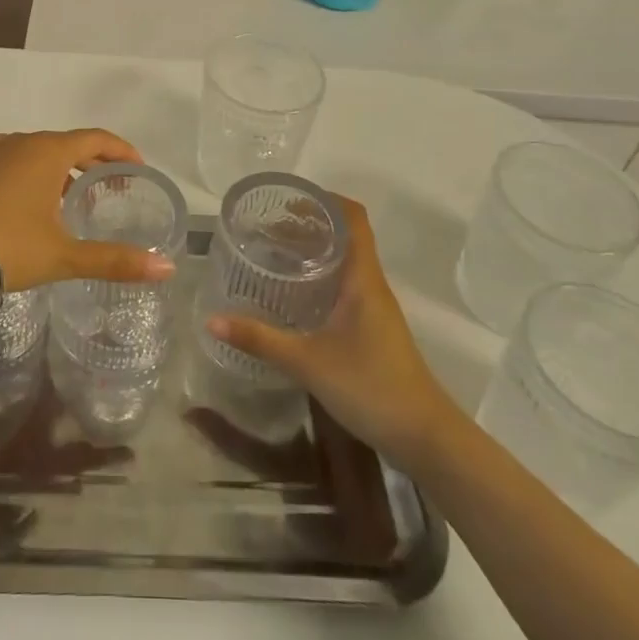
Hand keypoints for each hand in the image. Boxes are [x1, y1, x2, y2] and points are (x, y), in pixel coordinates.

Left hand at [0, 129, 175, 293]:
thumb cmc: (6, 248)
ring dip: (54, 168)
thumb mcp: (64, 256)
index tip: (136, 167)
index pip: (95, 139)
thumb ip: (115, 260)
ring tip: (63, 199)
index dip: (120, 150)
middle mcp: (17, 140)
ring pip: (31, 150)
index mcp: (47, 151)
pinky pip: (4, 159)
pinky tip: (19, 200)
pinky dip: (22, 172)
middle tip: (105, 189)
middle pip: (63, 143)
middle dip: (88, 163)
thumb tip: (166, 269)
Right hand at [207, 195, 458, 461]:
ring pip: (344, 263)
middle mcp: (371, 285)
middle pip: (344, 237)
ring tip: (274, 255)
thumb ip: (260, 340)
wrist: (426, 439)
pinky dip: (319, 279)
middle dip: (308, 226)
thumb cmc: (371, 387)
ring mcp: (374, 309)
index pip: (353, 218)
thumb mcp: (308, 362)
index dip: (324, 201)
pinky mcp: (372, 330)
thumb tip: (212, 319)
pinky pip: (345, 287)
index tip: (288, 201)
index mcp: (362, 278)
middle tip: (266, 229)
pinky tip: (294, 297)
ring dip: (313, 253)